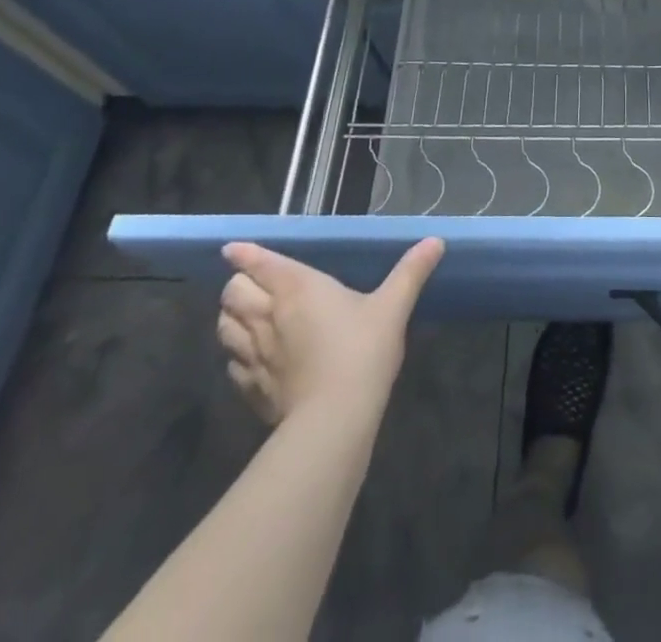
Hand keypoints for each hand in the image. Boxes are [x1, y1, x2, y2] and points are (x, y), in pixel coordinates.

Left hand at [216, 239, 444, 425]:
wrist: (334, 419)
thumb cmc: (362, 351)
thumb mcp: (393, 306)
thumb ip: (411, 271)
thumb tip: (436, 241)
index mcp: (297, 288)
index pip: (259, 263)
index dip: (244, 254)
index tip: (232, 249)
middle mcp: (268, 316)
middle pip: (232, 293)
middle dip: (237, 284)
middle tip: (250, 284)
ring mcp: (255, 355)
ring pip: (225, 327)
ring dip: (230, 318)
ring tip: (244, 317)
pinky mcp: (252, 389)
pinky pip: (232, 365)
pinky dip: (236, 355)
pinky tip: (251, 359)